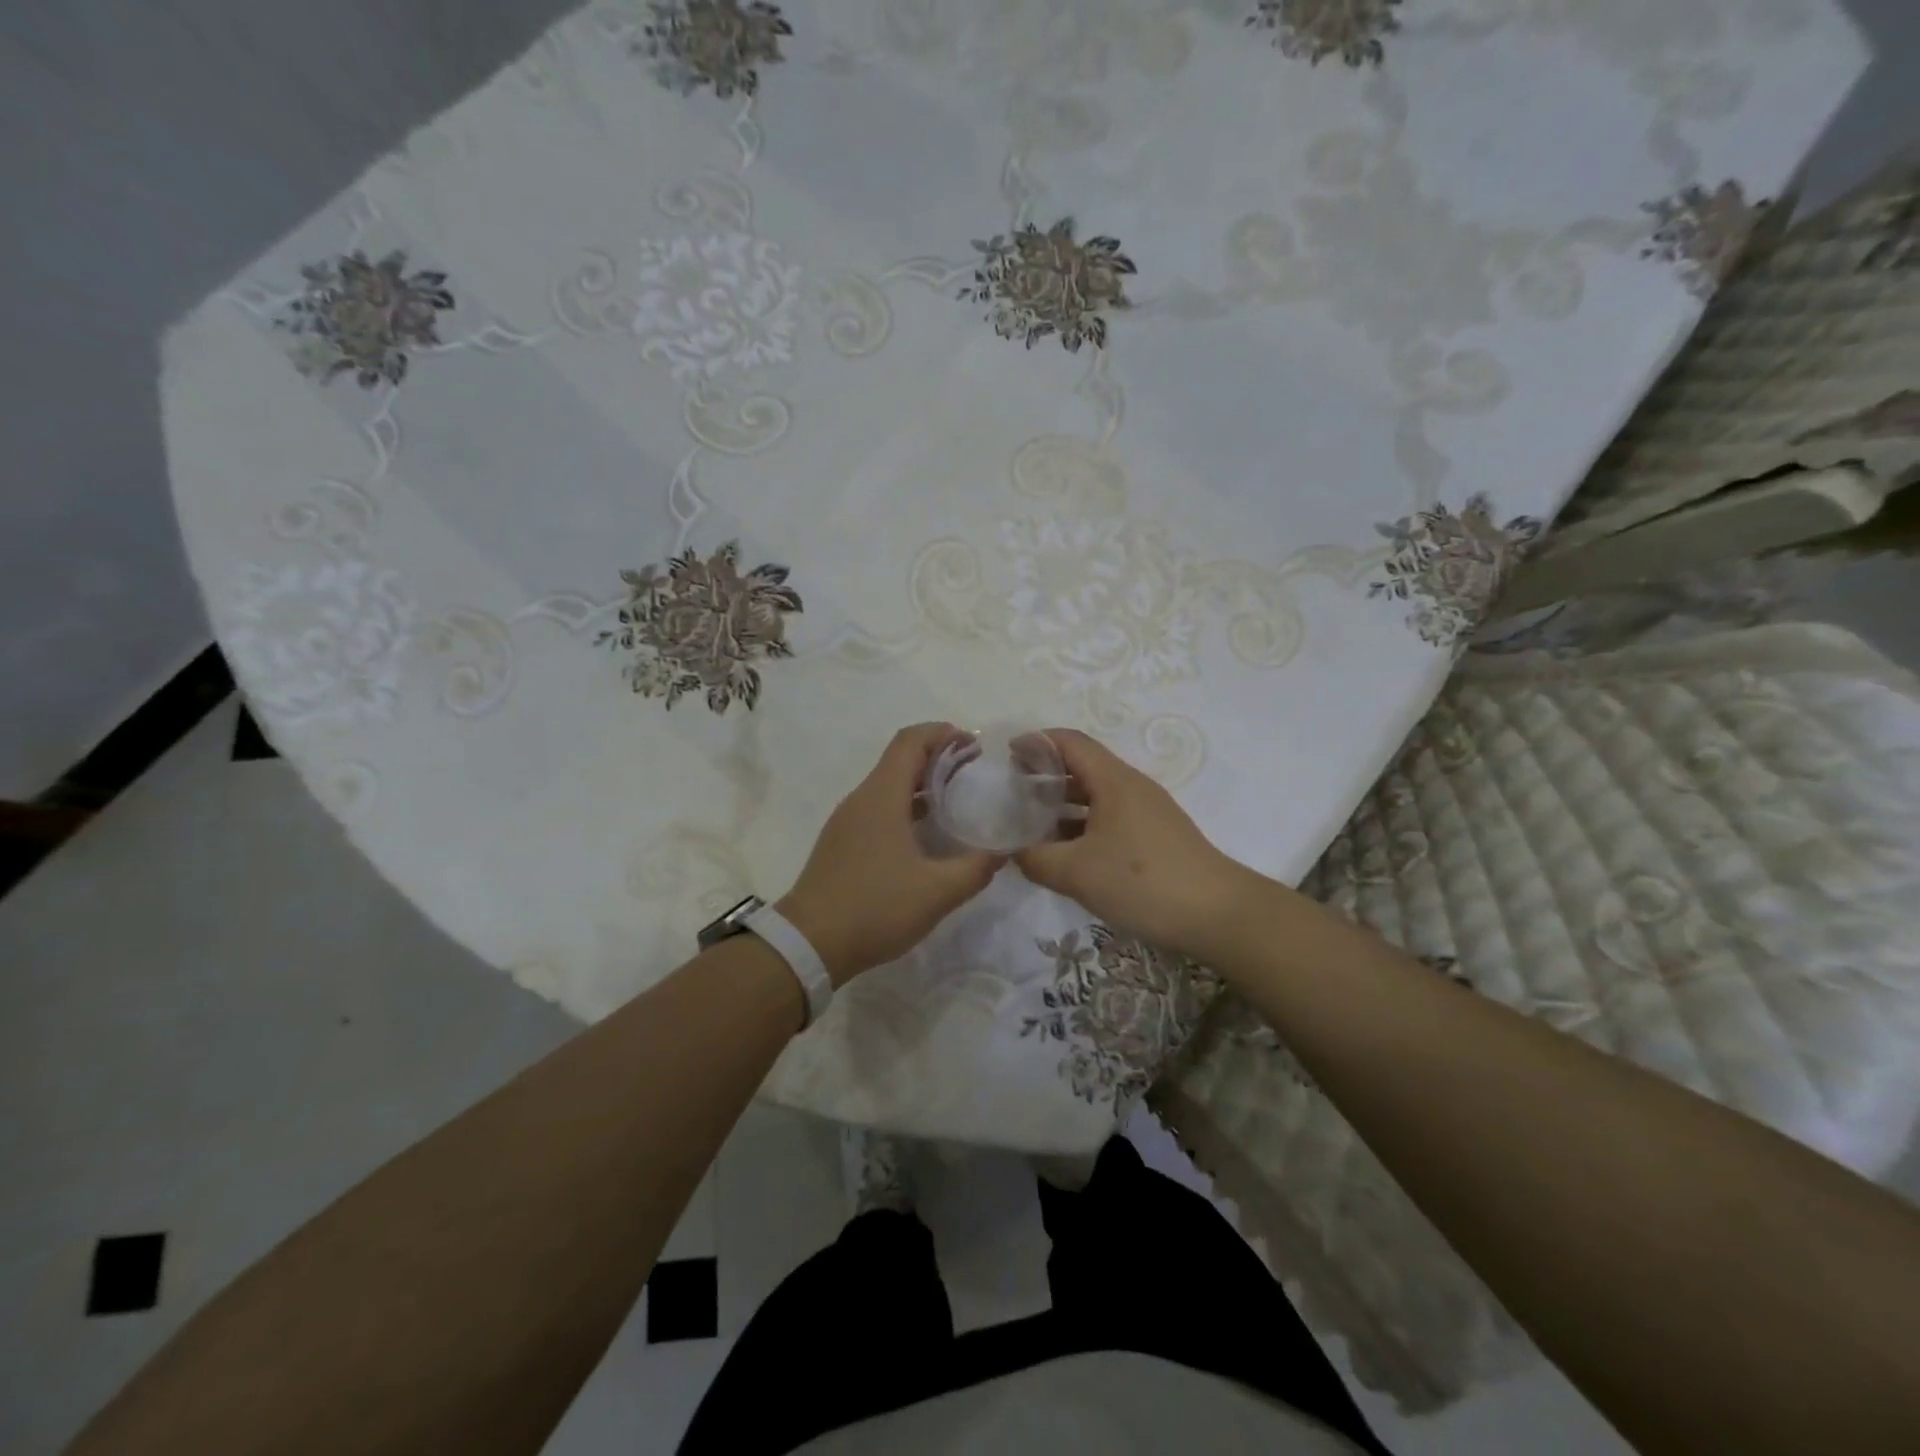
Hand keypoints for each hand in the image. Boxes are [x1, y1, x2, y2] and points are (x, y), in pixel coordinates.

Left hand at [778, 723, 1002, 984]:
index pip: (911, 741)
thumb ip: (976, 868)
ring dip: (922, 783)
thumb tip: (1004, 852)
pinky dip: (906, 806)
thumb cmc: (875, 907)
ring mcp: (847, 821)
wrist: (809, 944)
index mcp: (882, 796)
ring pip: (888, 785)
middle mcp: (861, 799)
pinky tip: (927, 834)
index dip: (943, 734)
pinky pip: (878, 808)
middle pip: (900, 759)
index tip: (974, 744)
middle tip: (974, 771)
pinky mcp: (842, 843)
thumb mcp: (937, 892)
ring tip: (957, 799)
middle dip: (938, 757)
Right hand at [1013, 729, 1255, 962]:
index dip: (1037, 742)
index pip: (1070, 742)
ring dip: (1062, 804)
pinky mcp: (1155, 837)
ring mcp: (1147, 812)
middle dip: (1045, 774)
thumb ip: (1035, 858)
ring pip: (1096, 796)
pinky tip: (1065, 852)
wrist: (1217, 915)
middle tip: (1013, 793)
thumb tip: (1014, 852)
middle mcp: (1131, 787)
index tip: (1008, 755)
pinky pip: (1109, 818)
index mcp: (1113, 780)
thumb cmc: (1141, 882)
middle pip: (1082, 766)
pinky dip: (1082, 825)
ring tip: (1031, 824)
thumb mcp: (1075, 872)